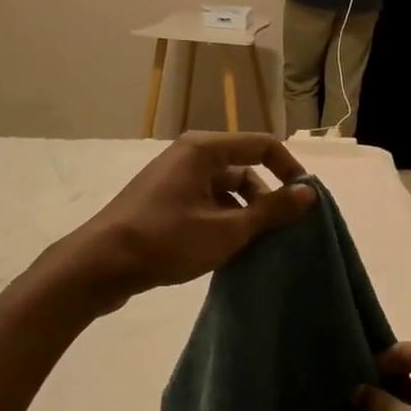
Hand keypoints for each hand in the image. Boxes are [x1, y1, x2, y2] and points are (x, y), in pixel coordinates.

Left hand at [77, 133, 313, 303]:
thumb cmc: (166, 240)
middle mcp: (190, 155)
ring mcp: (175, 178)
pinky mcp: (164, 200)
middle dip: (266, 197)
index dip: (289, 169)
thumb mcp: (227, 229)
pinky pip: (206, 201)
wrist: (100, 265)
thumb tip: (309, 193)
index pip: (263, 145)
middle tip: (280, 231)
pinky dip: (223, 219)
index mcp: (204, 150)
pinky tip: (227, 248)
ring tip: (255, 244)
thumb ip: (271, 210)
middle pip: (244, 167)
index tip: (305, 202)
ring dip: (245, 212)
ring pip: (225, 188)